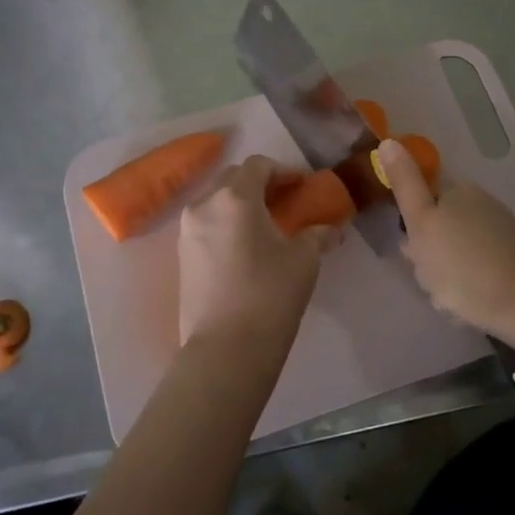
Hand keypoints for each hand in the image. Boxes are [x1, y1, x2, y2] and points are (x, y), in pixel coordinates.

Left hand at [177, 155, 339, 357]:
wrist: (225, 349)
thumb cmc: (269, 295)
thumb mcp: (304, 261)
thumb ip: (317, 235)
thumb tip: (332, 229)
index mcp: (235, 197)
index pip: (259, 166)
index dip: (284, 171)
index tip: (303, 186)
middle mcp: (205, 204)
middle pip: (233, 178)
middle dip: (259, 183)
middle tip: (285, 201)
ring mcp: (187, 230)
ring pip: (215, 200)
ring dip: (240, 202)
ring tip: (265, 224)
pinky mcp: (182, 255)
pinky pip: (206, 223)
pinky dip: (226, 222)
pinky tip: (245, 245)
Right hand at [377, 138, 514, 334]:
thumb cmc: (459, 263)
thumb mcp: (421, 222)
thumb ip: (404, 183)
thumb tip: (388, 141)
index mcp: (458, 189)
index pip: (422, 193)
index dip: (410, 219)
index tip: (410, 244)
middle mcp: (481, 201)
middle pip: (438, 221)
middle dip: (426, 247)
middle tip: (425, 272)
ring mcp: (500, 230)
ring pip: (454, 246)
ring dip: (443, 268)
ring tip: (445, 294)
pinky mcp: (511, 257)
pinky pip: (474, 265)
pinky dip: (465, 280)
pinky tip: (464, 300)